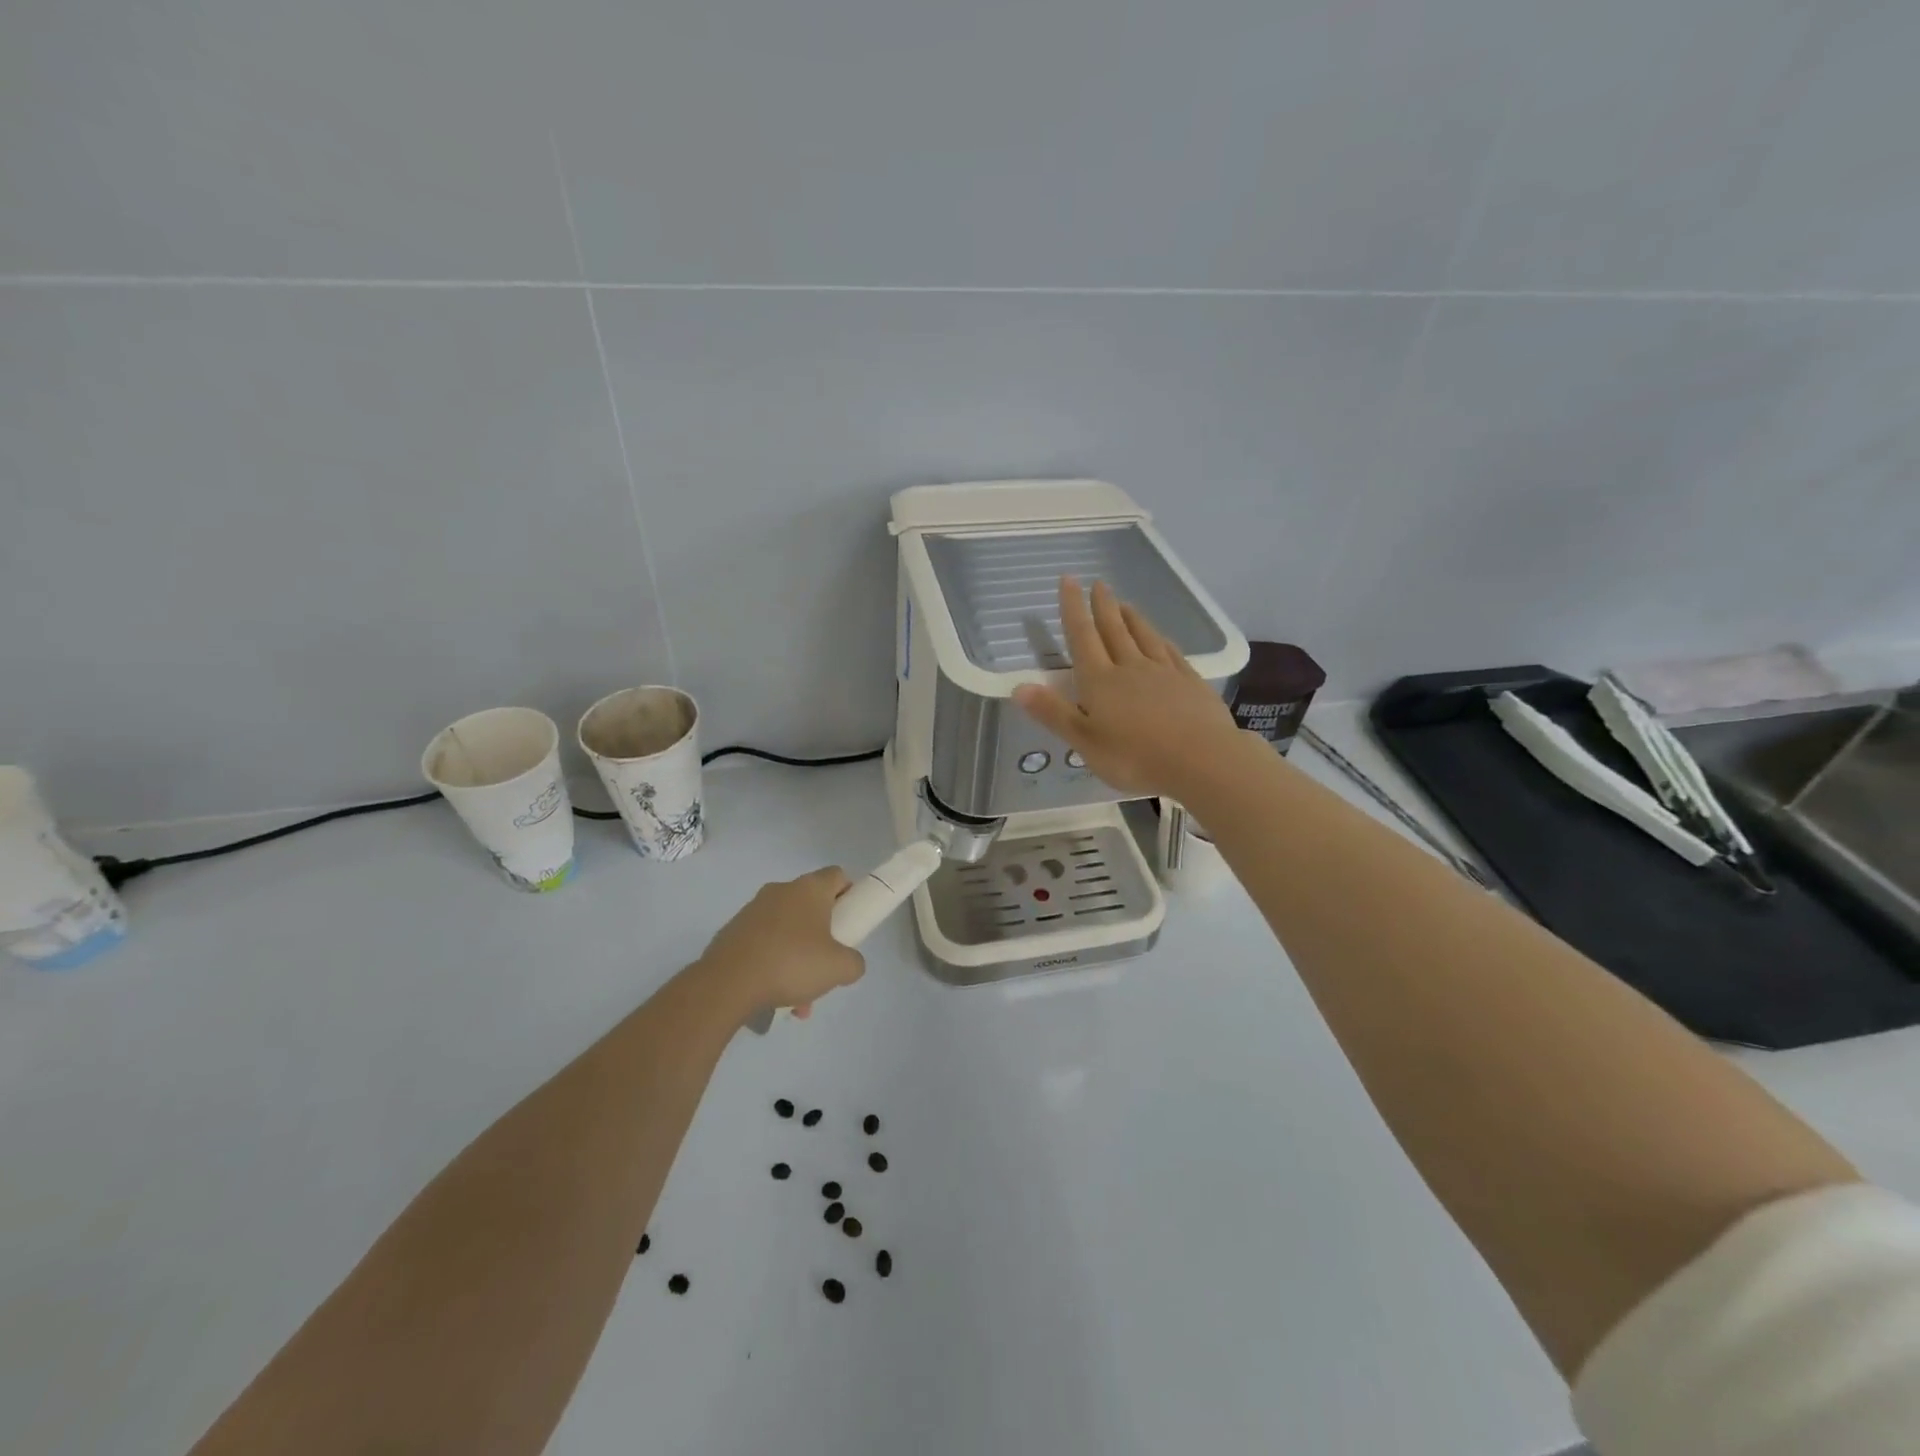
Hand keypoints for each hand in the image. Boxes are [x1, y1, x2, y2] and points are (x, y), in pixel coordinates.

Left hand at [697, 867, 864, 1019]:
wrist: (727, 983)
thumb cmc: (791, 964)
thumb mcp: (839, 968)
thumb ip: (854, 962)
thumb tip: (848, 962)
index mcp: (809, 889)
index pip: (837, 876)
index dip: (849, 895)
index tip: (850, 923)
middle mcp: (780, 891)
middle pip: (812, 907)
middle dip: (822, 938)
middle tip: (825, 966)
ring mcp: (753, 910)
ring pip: (788, 931)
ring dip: (797, 959)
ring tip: (798, 998)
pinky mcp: (733, 931)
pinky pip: (764, 945)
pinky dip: (773, 965)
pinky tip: (774, 998)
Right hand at [1012, 576, 1243, 799]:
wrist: (1201, 760)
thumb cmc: (1135, 756)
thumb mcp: (1084, 742)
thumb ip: (1053, 713)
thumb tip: (1019, 686)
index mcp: (1100, 681)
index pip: (1082, 636)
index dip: (1072, 608)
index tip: (1068, 580)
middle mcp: (1130, 667)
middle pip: (1113, 629)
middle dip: (1102, 606)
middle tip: (1097, 583)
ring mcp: (1164, 673)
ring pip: (1143, 637)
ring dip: (1131, 618)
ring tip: (1124, 603)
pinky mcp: (1190, 683)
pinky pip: (1171, 653)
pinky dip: (1161, 640)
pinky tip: (1161, 637)